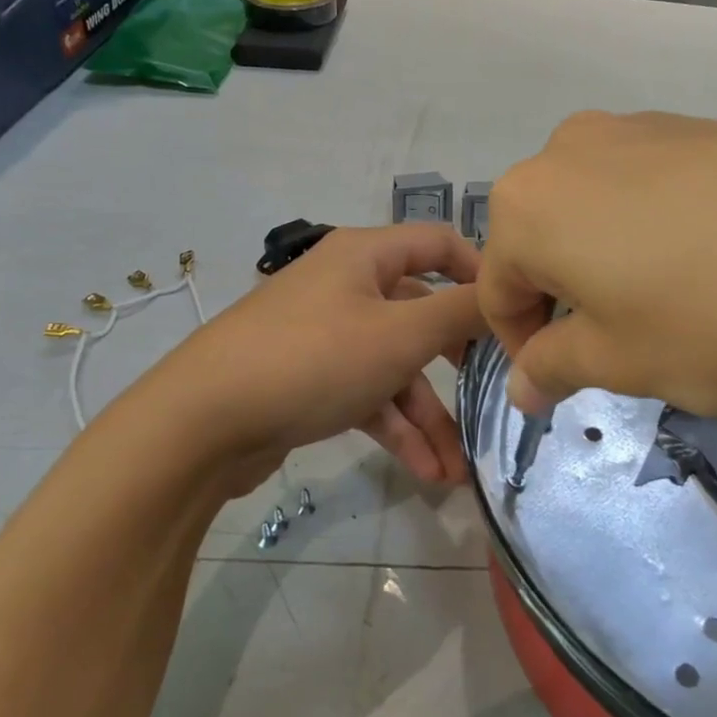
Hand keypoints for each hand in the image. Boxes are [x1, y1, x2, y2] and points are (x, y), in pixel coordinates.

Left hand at [156, 224, 486, 491]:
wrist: (202, 423)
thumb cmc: (312, 359)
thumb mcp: (400, 334)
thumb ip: (461, 313)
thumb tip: (507, 295)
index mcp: (365, 255)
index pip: (439, 243)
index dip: (481, 273)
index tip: (515, 314)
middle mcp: (346, 286)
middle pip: (421, 314)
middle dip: (458, 365)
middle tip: (495, 394)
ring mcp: (326, 335)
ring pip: (395, 367)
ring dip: (428, 417)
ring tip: (457, 472)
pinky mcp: (310, 380)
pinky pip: (367, 396)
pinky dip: (395, 429)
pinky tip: (426, 473)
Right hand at [478, 111, 716, 414]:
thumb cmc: (715, 312)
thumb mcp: (623, 362)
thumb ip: (556, 370)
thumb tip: (523, 385)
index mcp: (527, 207)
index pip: (495, 290)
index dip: (521, 347)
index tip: (561, 385)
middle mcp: (565, 151)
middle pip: (540, 244)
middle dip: (564, 302)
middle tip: (618, 348)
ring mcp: (634, 128)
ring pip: (591, 214)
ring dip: (607, 265)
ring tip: (667, 305)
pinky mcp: (692, 124)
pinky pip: (642, 188)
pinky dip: (650, 232)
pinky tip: (708, 261)